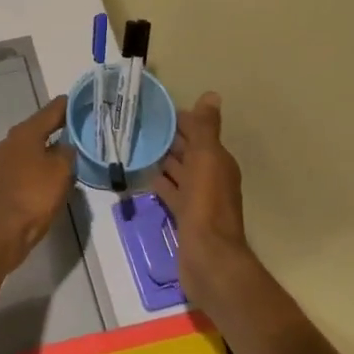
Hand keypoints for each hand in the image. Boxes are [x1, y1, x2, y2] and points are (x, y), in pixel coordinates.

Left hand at [0, 96, 76, 272]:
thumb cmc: (32, 197)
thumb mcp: (60, 172)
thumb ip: (67, 152)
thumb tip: (66, 145)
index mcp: (24, 133)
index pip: (51, 110)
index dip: (70, 104)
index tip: (87, 100)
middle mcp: (10, 142)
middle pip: (40, 127)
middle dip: (61, 126)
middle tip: (85, 126)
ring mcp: (3, 162)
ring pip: (33, 147)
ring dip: (51, 147)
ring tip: (74, 150)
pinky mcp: (2, 181)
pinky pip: (27, 165)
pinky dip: (41, 165)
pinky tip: (54, 174)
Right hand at [151, 92, 257, 310]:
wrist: (208, 258)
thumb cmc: (206, 205)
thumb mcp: (206, 159)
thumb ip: (206, 129)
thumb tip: (212, 95)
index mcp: (218, 162)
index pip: (198, 132)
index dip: (180, 119)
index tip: (154, 109)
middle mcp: (211, 177)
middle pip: (188, 151)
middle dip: (169, 138)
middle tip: (137, 125)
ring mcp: (198, 199)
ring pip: (179, 172)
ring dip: (163, 160)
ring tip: (136, 146)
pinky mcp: (185, 217)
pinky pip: (171, 192)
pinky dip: (160, 183)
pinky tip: (143, 176)